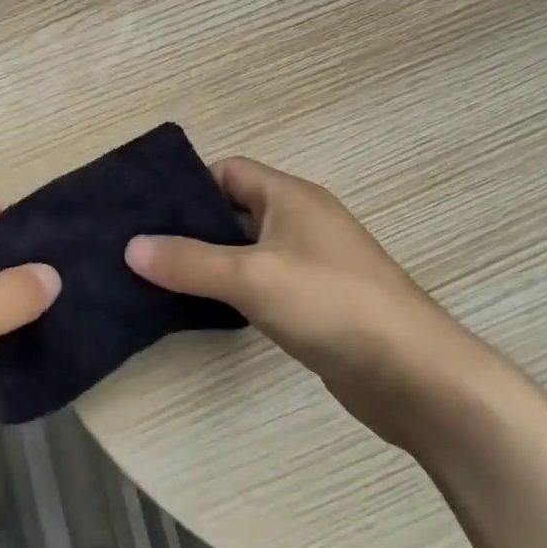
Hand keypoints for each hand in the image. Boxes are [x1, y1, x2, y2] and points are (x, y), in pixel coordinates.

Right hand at [125, 158, 499, 450]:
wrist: (415, 376)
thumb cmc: (331, 304)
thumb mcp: (250, 277)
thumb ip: (188, 262)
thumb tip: (131, 247)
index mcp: (290, 197)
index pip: (228, 171)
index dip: (187, 186)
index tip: (145, 213)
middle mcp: (300, 222)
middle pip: (232, 211)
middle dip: (188, 227)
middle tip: (140, 248)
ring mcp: (310, 264)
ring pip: (244, 251)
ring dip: (207, 262)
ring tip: (156, 278)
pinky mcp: (314, 303)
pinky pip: (259, 284)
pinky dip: (230, 291)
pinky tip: (201, 309)